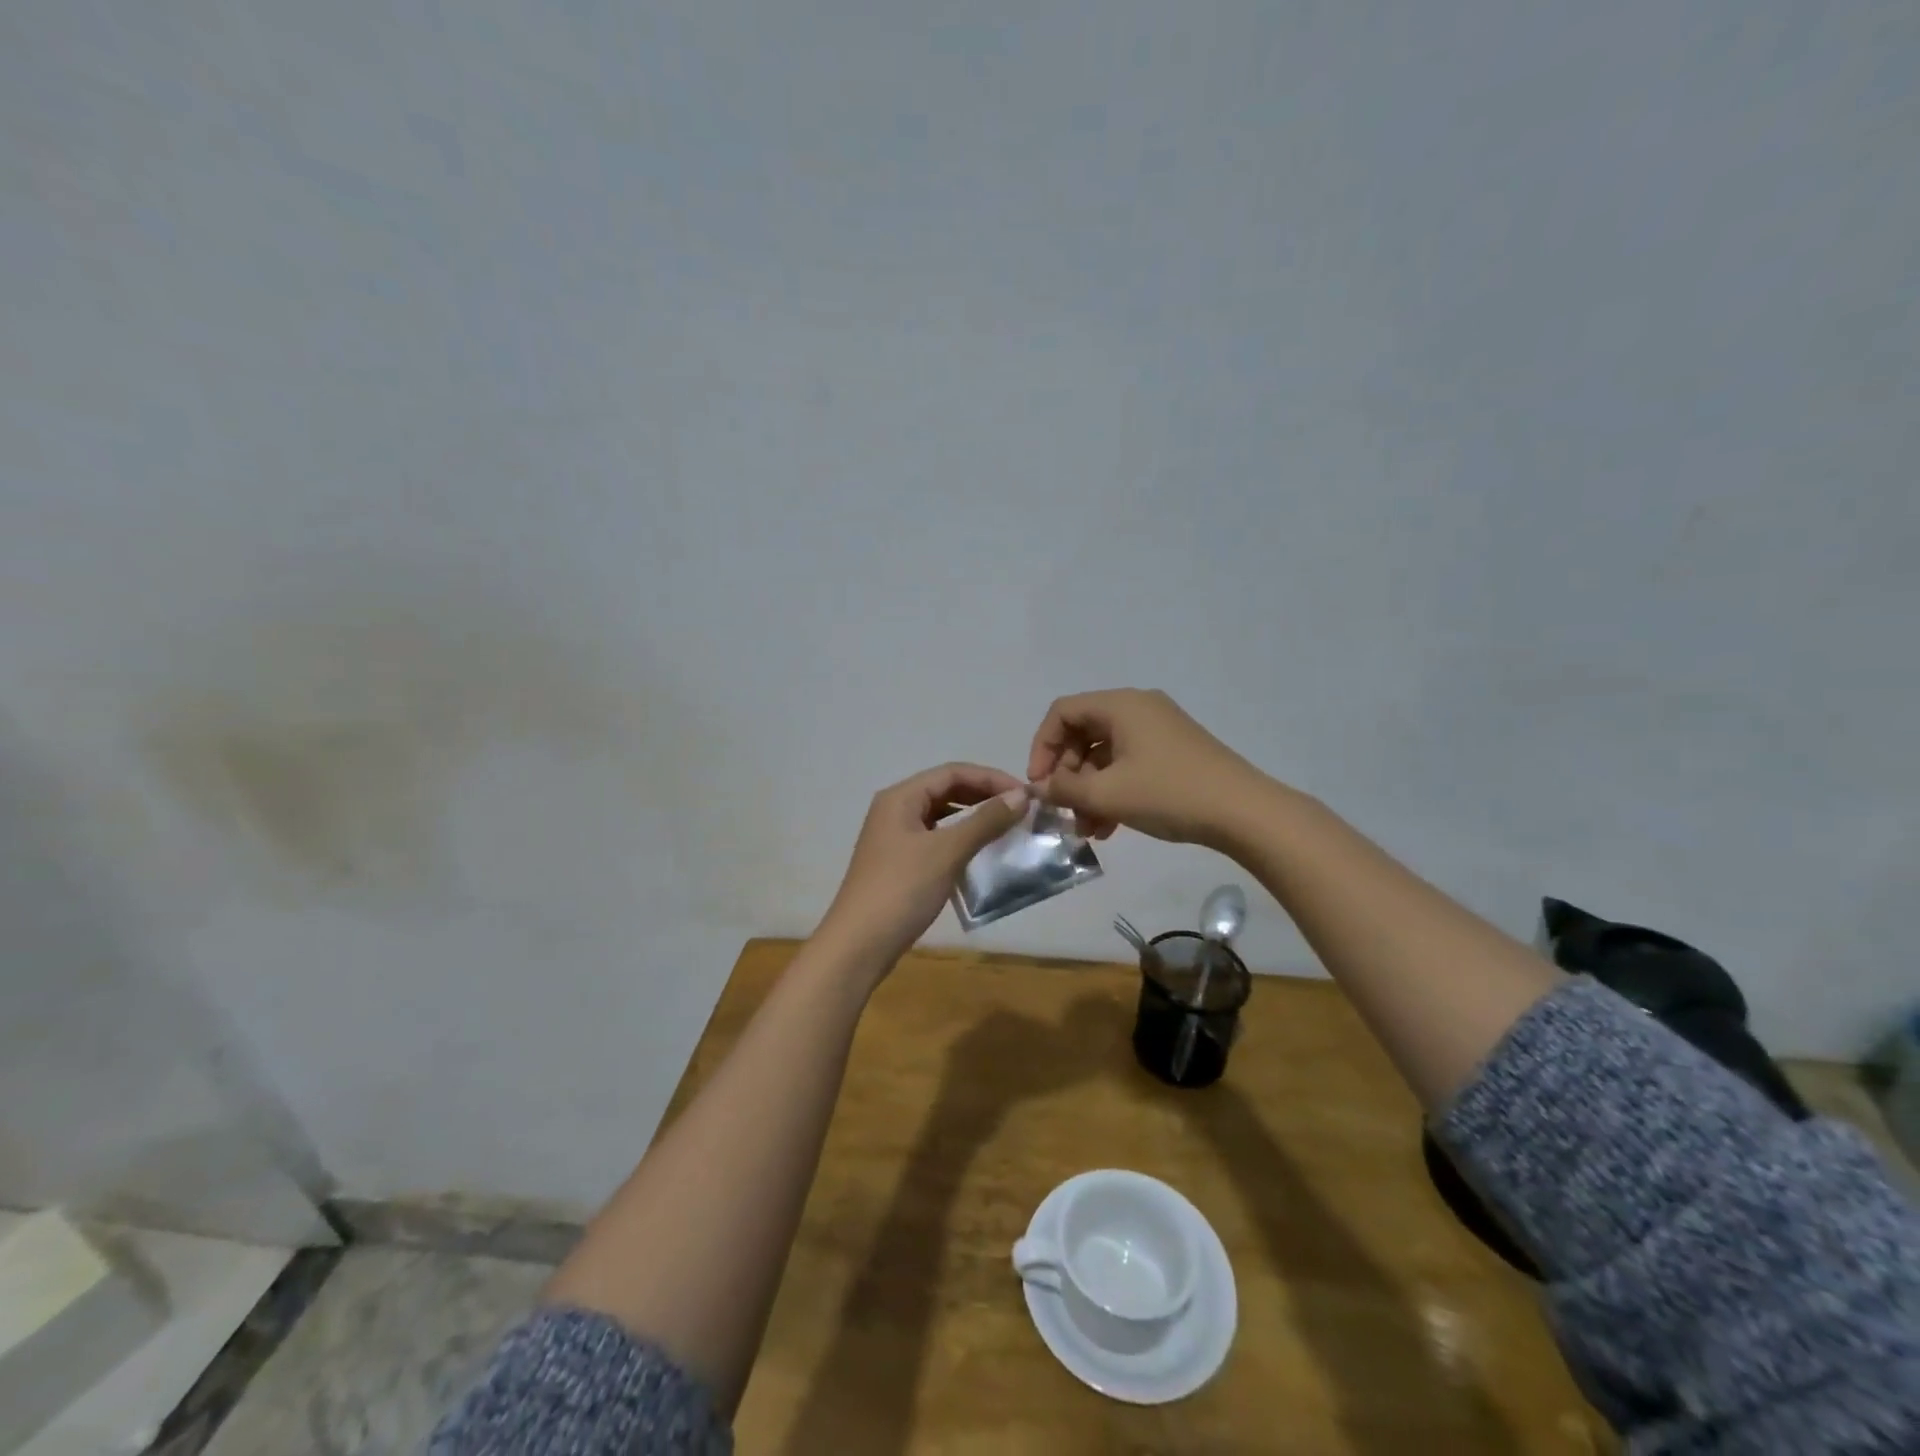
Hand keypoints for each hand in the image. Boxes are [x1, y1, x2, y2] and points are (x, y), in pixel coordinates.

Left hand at [818, 763, 1028, 969]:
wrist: (859, 945)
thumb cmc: (902, 889)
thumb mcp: (947, 852)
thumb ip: (985, 821)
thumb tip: (1021, 796)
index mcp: (901, 797)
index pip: (953, 772)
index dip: (991, 778)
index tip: (1025, 795)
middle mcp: (895, 809)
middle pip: (946, 789)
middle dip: (983, 795)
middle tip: (1020, 810)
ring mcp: (894, 837)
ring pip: (941, 815)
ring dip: (973, 817)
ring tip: (1006, 827)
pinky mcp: (899, 862)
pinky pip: (936, 838)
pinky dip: (960, 839)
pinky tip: (980, 853)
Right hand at [1026, 688, 1263, 846]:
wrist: (1244, 812)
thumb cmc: (1169, 793)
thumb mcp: (1108, 794)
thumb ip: (1065, 789)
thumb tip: (1040, 788)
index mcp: (1121, 705)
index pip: (1062, 712)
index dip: (1042, 747)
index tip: (1040, 784)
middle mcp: (1139, 708)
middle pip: (1084, 732)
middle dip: (1068, 774)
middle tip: (1063, 810)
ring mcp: (1159, 730)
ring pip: (1106, 754)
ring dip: (1089, 790)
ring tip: (1086, 829)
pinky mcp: (1174, 752)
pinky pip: (1129, 764)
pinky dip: (1113, 791)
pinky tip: (1110, 828)